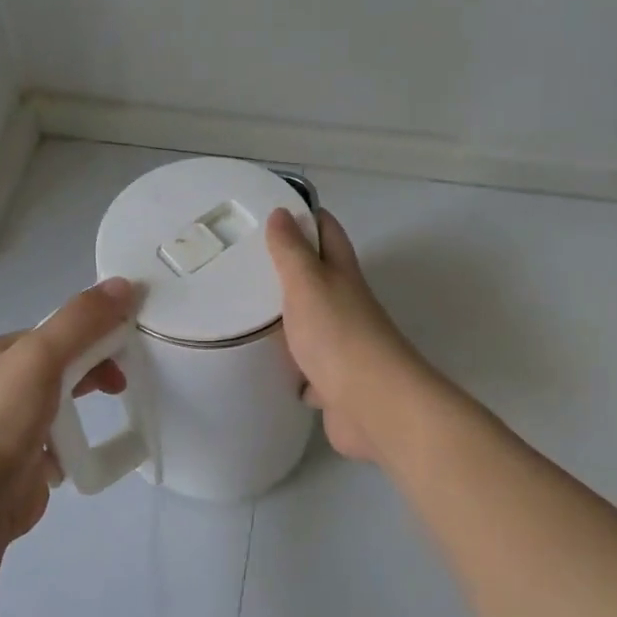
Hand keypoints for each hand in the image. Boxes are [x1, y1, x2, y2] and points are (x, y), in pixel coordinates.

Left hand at [0, 278, 134, 545]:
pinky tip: (81, 448)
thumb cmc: (2, 421)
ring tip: (108, 412)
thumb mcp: (42, 356)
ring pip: (59, 401)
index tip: (123, 344)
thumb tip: (124, 284)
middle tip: (121, 382)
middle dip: (93, 367)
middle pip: (59, 363)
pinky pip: (57, 438)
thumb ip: (81, 320)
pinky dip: (73, 440)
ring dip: (84, 403)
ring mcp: (6, 425)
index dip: (92, 331)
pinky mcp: (19, 460)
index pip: (53, 330)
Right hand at [266, 208, 424, 462]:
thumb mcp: (308, 283)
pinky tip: (265, 368)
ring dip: (287, 320)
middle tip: (243, 264)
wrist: (373, 405)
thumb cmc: (338, 334)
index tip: (271, 211)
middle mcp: (345, 305)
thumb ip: (292, 251)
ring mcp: (341, 346)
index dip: (305, 217)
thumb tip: (282, 212)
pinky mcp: (332, 384)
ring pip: (310, 325)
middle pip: (317, 279)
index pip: (327, 232)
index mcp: (342, 275)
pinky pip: (306, 370)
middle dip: (287, 270)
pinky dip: (291, 369)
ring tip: (243, 313)